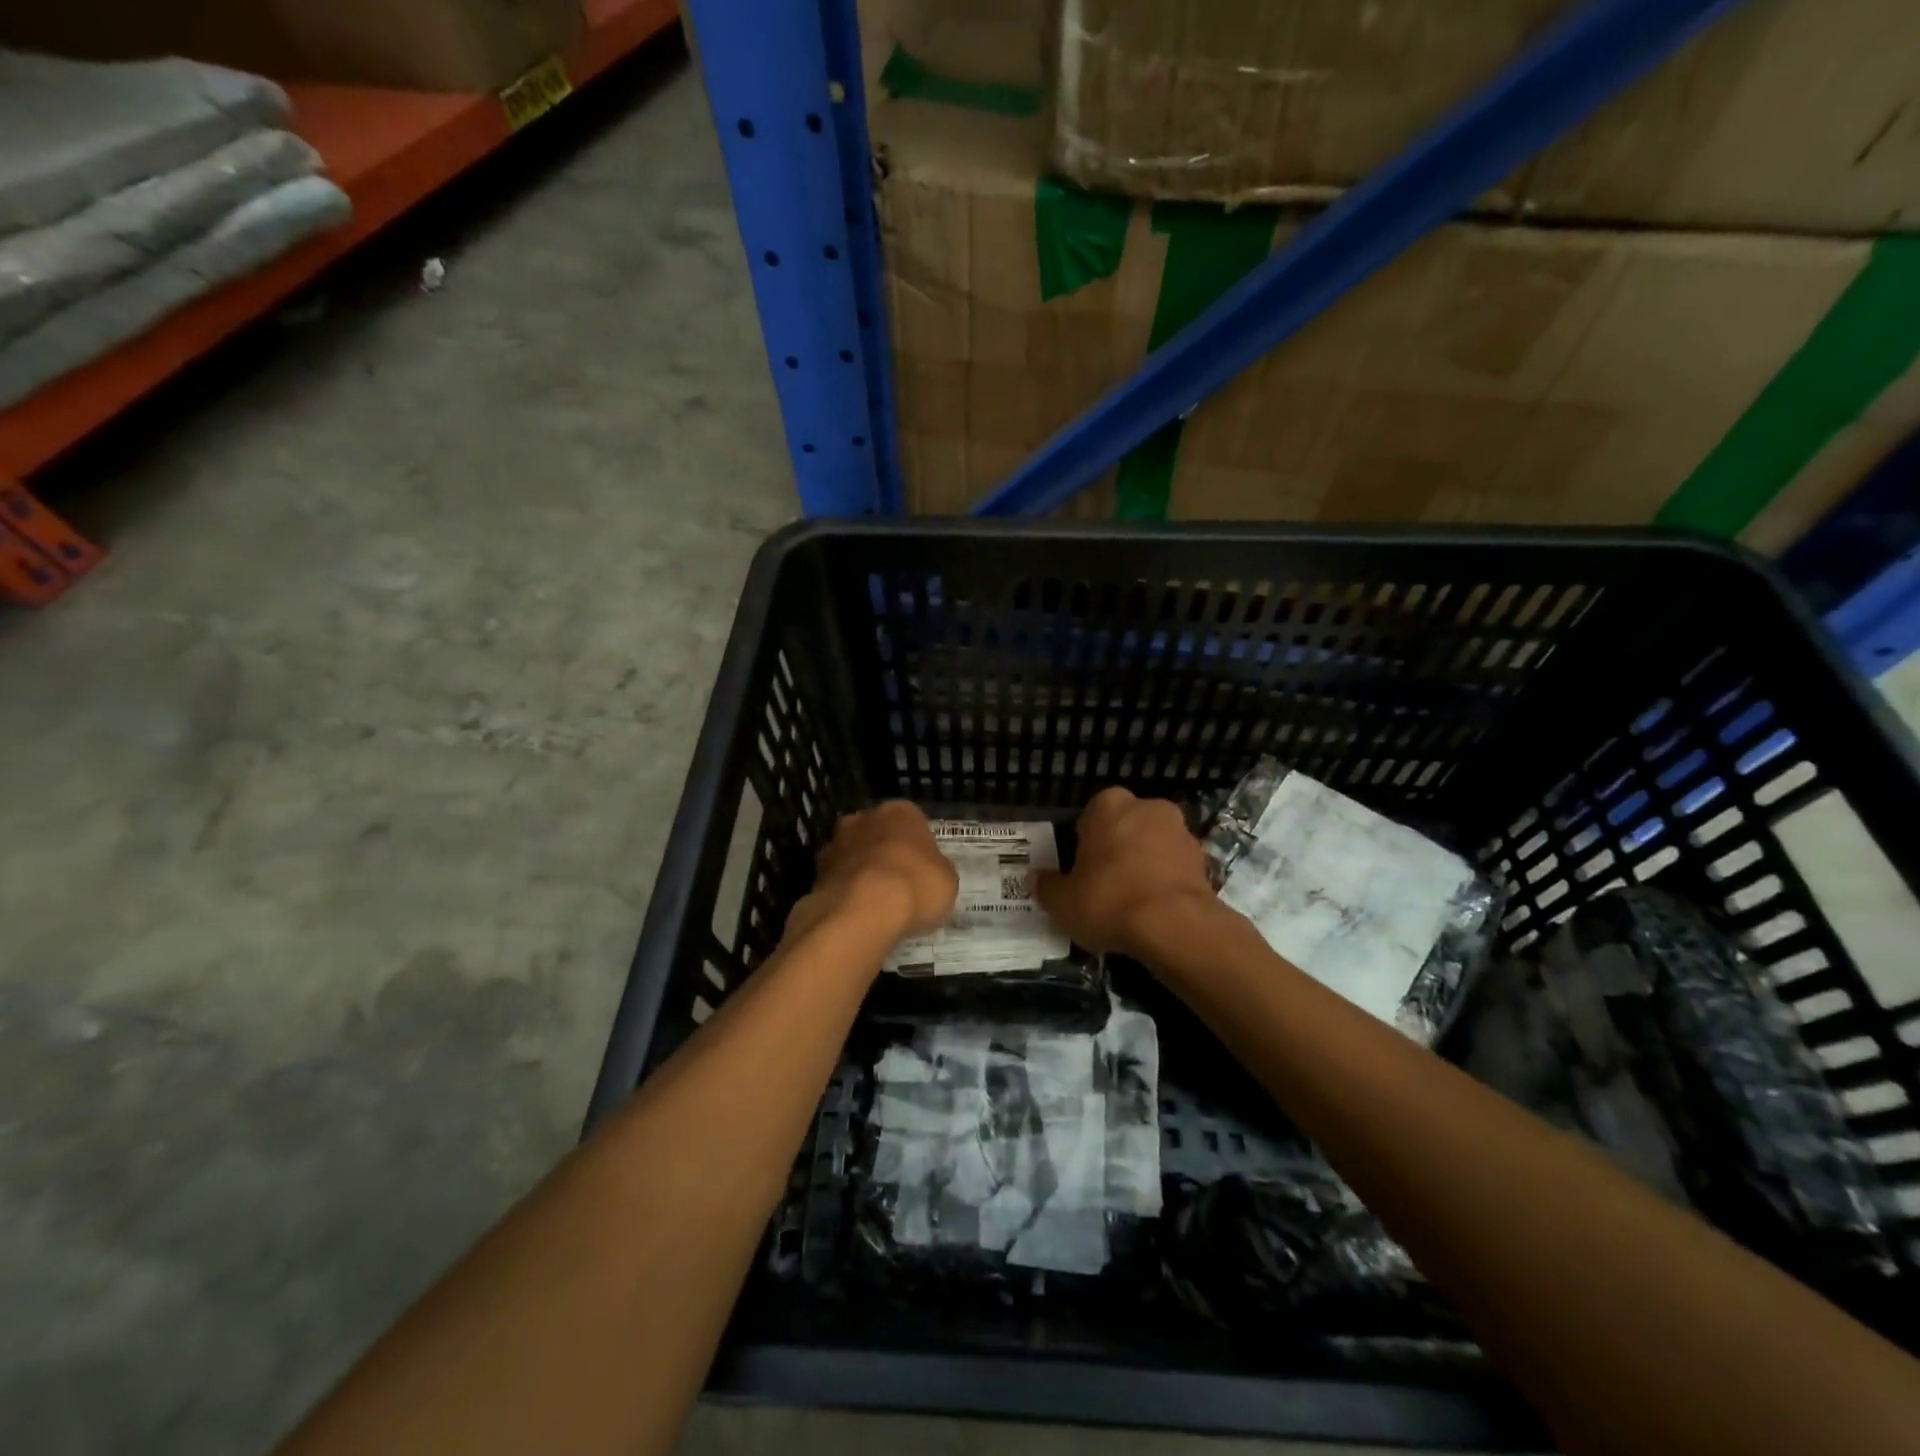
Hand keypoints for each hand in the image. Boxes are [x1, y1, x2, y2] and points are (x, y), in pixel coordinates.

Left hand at [795, 801, 957, 941]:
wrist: (863, 911)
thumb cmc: (915, 886)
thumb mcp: (947, 881)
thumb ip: (938, 870)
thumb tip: (931, 873)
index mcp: (901, 811)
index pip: (913, 822)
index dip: (919, 848)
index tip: (924, 871)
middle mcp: (864, 818)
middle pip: (879, 834)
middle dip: (886, 854)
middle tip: (900, 885)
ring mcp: (836, 843)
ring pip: (855, 856)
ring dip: (863, 873)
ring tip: (878, 905)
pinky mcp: (816, 872)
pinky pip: (839, 880)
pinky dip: (847, 893)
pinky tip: (859, 915)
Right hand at [1036, 787, 1222, 959]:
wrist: (1176, 926)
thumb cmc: (1109, 901)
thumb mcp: (1062, 902)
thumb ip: (1047, 887)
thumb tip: (1036, 879)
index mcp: (1108, 805)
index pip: (1090, 816)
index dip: (1084, 843)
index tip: (1081, 870)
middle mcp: (1147, 807)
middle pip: (1125, 825)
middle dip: (1117, 848)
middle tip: (1104, 884)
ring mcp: (1180, 830)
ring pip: (1153, 843)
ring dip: (1144, 863)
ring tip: (1132, 901)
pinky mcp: (1204, 858)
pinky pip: (1175, 865)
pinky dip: (1166, 880)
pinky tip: (1155, 909)